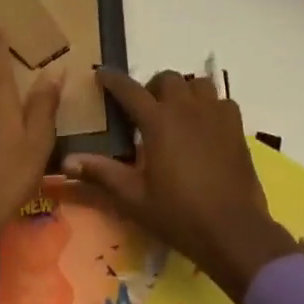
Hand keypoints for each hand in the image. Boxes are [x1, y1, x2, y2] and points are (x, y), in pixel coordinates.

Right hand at [63, 70, 298, 303]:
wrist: (233, 229)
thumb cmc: (179, 214)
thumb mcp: (134, 197)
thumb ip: (102, 173)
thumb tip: (67, 160)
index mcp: (158, 121)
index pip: (129, 90)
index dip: (113, 80)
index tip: (102, 73)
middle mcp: (186, 108)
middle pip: (167, 78)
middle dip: (153, 86)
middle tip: (147, 108)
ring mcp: (215, 113)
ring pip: (198, 84)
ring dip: (184, 91)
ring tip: (178, 112)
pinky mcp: (236, 126)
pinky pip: (222, 101)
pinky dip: (211, 105)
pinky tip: (206, 125)